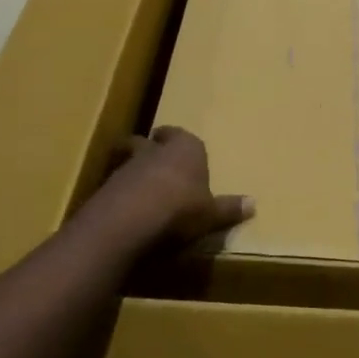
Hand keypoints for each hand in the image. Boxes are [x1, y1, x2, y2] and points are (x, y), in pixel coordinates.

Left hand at [101, 126, 253, 247]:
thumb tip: (254, 204)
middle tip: (159, 164)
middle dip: (153, 150)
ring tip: (144, 191)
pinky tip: (128, 211)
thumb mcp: (211, 214)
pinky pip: (116, 186)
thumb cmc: (180, 209)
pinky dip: (121, 194)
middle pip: (150, 143)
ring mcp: (125, 167)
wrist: (128, 223)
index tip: (179, 146)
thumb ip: (229, 208)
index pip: (180, 134)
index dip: (179, 140)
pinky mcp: (104, 188)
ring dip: (135, 173)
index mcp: (185, 148)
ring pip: (130, 161)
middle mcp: (154, 150)